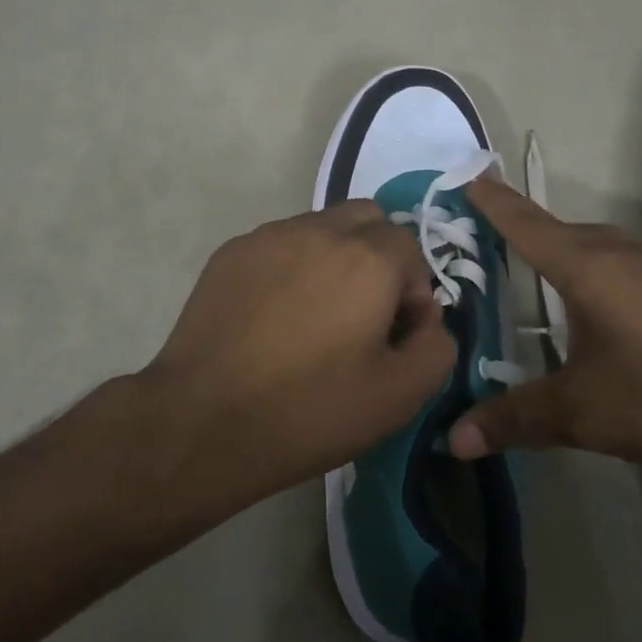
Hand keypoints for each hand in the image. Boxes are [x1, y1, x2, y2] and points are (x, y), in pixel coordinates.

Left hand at [139, 201, 454, 502]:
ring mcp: (268, 237)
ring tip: (316, 316)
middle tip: (365, 313)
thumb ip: (438, 346)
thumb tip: (428, 320)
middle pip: (368, 219)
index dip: (415, 290)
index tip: (397, 334)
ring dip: (335, 258)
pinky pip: (280, 244)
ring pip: (321, 227)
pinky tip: (275, 317)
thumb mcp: (400, 395)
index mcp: (367, 257)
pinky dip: (292, 267)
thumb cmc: (310, 410)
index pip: (411, 247)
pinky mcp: (230, 253)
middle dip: (380, 257)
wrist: (203, 423)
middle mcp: (319, 230)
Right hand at [449, 176, 641, 471]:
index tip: (469, 177)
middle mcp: (620, 255)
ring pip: (593, 246)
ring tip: (532, 264)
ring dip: (561, 248)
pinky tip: (591, 302)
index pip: (526, 225)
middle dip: (523, 226)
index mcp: (587, 268)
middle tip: (487, 229)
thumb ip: (515, 419)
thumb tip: (453, 440)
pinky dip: (591, 270)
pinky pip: (619, 265)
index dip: (495, 204)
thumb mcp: (582, 413)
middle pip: (559, 230)